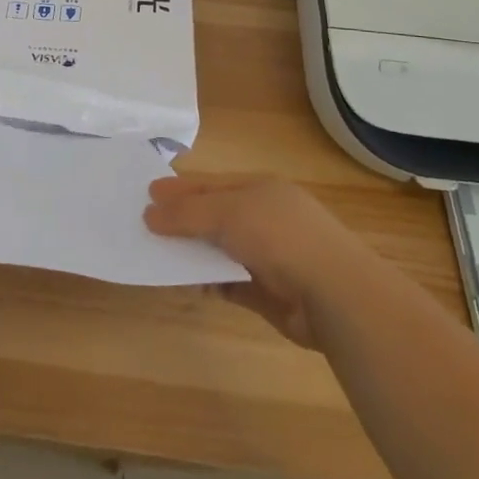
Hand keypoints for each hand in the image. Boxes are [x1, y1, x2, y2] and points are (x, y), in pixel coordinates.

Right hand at [144, 175, 376, 346]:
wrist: (333, 295)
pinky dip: (207, 282)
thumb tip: (149, 213)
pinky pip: (228, 282)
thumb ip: (187, 213)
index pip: (211, 184)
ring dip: (192, 252)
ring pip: (219, 249)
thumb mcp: (228, 213)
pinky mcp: (268, 292)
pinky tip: (185, 283)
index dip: (179, 188)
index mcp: (259, 188)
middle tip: (144, 226)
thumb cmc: (279, 237)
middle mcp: (264, 217)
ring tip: (156, 256)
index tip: (147, 194)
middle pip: (214, 215)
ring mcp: (268, 255)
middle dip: (182, 220)